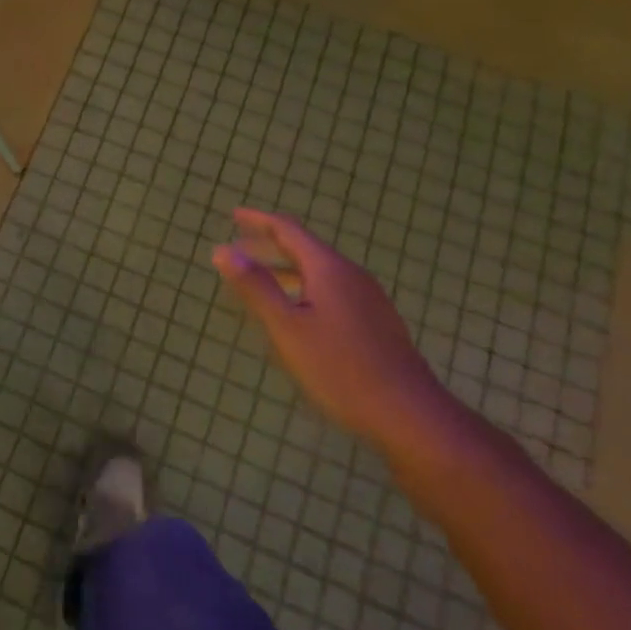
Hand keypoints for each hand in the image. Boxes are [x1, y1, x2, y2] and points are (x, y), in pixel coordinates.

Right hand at [212, 209, 452, 452]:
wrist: (407, 413)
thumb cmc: (339, 367)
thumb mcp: (286, 327)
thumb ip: (255, 286)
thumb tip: (223, 250)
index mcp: (328, 269)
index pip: (288, 231)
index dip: (258, 221)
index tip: (233, 215)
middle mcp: (350, 276)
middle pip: (304, 249)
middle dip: (268, 245)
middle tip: (237, 246)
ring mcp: (367, 300)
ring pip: (318, 272)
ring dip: (285, 269)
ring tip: (258, 278)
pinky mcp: (374, 322)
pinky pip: (330, 290)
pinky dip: (302, 287)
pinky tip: (295, 311)